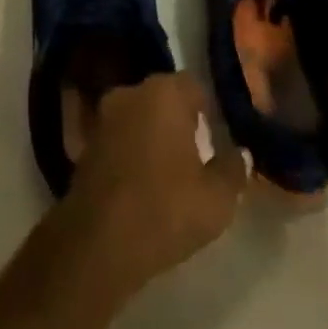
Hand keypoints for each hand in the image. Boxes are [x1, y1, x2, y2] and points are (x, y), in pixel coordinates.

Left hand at [60, 73, 247, 300]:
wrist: (98, 242)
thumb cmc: (165, 210)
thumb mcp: (216, 200)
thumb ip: (233, 170)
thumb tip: (241, 153)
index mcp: (165, 92)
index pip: (193, 86)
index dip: (206, 111)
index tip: (215, 139)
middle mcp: (132, 91)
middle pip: (163, 98)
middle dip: (178, 121)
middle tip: (194, 157)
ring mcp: (104, 115)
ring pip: (139, 116)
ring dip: (152, 135)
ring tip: (167, 173)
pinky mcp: (86, 142)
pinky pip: (119, 137)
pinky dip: (130, 152)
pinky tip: (140, 183)